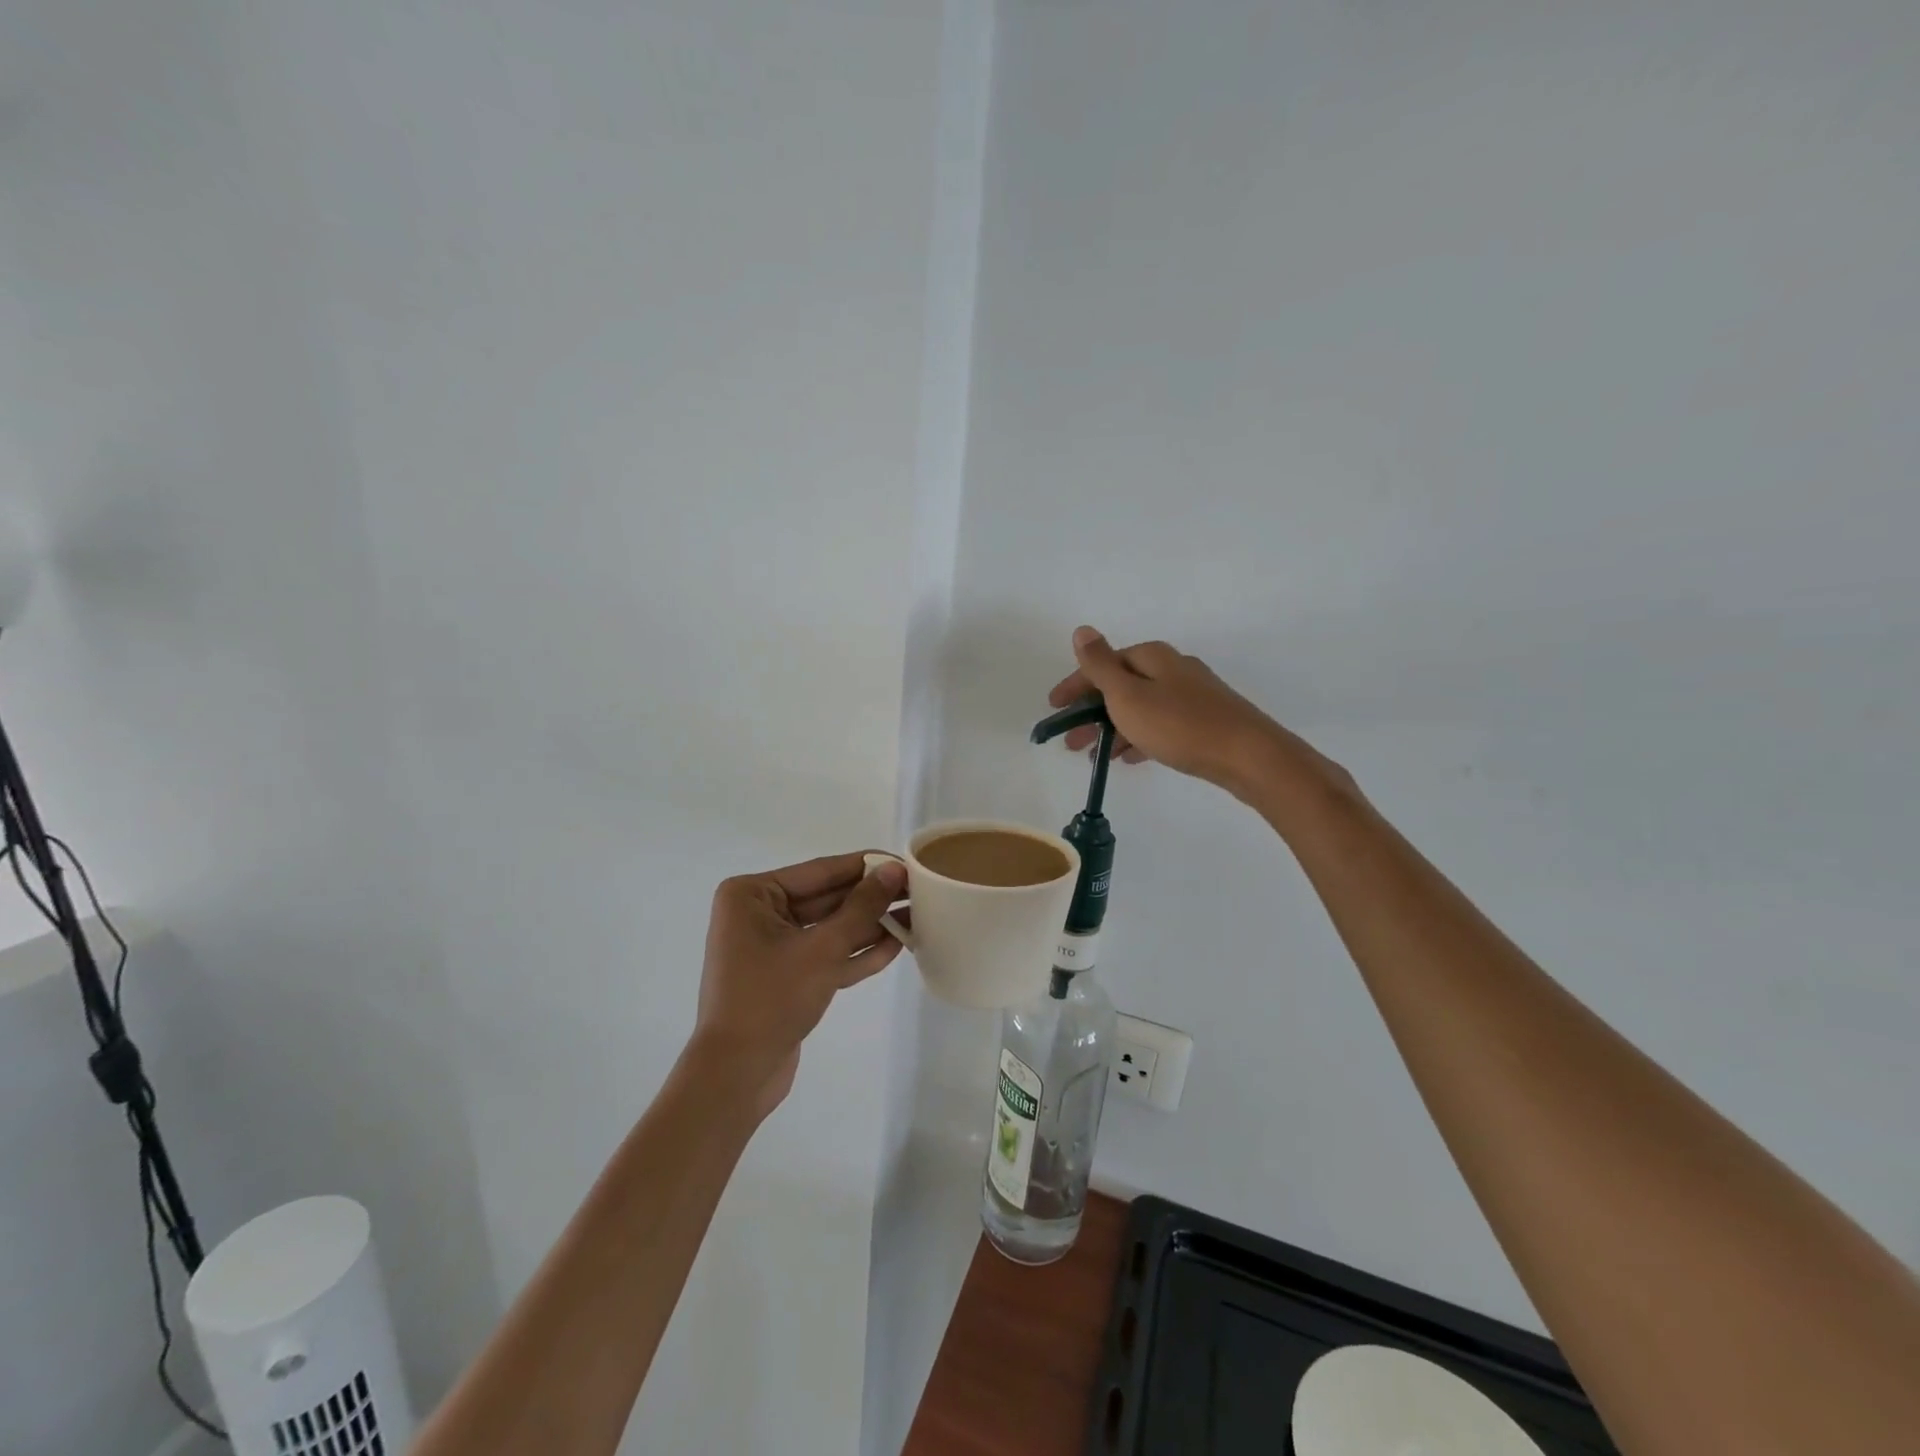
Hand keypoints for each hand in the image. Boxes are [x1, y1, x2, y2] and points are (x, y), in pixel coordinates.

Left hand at [691, 852, 905, 1119]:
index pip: (821, 871)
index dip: (866, 866)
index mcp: (752, 895)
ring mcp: (772, 947)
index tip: (906, 861)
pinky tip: (896, 947)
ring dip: (870, 926)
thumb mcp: (823, 948)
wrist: (735, 1076)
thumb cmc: (771, 999)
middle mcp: (758, 914)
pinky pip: (825, 955)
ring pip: (830, 928)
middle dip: (872, 899)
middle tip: (919, 890)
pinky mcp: (786, 977)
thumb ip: (862, 907)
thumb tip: (893, 870)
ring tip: (917, 917)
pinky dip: (856, 953)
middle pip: (827, 899)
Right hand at [1048, 626, 1338, 802]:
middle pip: (1120, 686)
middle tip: (1071, 742)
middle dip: (1091, 713)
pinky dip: (1139, 737)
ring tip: (1096, 757)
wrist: (1248, 756)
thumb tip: (1082, 629)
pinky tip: (1130, 757)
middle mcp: (1172, 668)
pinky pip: (1160, 725)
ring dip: (1113, 729)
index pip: (1101, 665)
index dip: (1074, 687)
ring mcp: (1191, 695)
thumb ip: (1100, 665)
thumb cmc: (1179, 724)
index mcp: (1151, 657)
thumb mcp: (1128, 694)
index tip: (1053, 710)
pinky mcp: (1205, 720)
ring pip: (1140, 708)